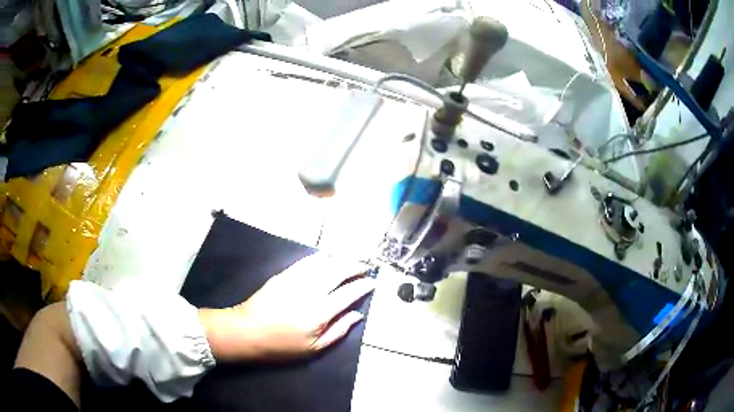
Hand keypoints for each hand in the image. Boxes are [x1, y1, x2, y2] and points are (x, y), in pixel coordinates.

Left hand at [199, 253, 374, 361]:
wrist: (247, 331)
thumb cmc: (281, 346)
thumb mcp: (314, 349)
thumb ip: (338, 331)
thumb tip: (357, 315)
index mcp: (320, 313)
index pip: (348, 294)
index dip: (363, 286)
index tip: (372, 282)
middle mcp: (310, 292)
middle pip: (338, 271)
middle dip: (355, 267)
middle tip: (364, 267)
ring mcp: (295, 280)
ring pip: (323, 263)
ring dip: (340, 259)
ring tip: (349, 261)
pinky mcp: (283, 274)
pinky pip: (306, 261)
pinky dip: (320, 258)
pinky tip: (326, 258)